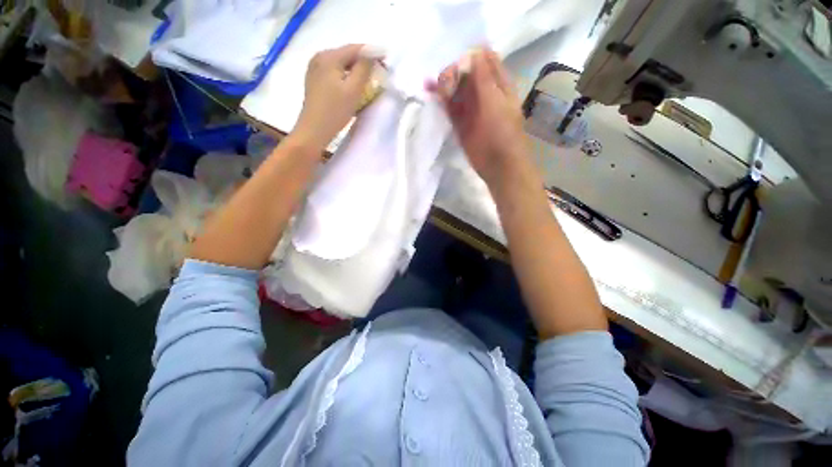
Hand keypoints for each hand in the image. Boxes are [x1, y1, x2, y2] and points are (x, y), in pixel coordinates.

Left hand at [293, 44, 377, 149]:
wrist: (313, 131)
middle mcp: (320, 57)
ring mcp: (315, 69)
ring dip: (356, 70)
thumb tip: (372, 54)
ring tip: (369, 80)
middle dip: (364, 62)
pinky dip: (347, 77)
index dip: (372, 52)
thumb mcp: (353, 90)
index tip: (386, 60)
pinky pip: (335, 73)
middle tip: (380, 72)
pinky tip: (353, 86)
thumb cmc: (335, 112)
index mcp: (329, 57)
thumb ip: (364, 69)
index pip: (355, 48)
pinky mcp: (315, 80)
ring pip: (341, 64)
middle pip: (347, 55)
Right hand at [429, 48, 529, 186]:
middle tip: (444, 81)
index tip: (457, 59)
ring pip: (456, 89)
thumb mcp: (495, 102)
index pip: (484, 59)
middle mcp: (483, 92)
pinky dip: (441, 99)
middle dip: (453, 71)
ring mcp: (470, 108)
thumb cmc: (502, 133)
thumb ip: (483, 78)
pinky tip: (430, 92)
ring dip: (444, 84)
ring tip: (433, 86)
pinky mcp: (460, 122)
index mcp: (498, 83)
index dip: (470, 55)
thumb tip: (473, 52)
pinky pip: (449, 106)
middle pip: (466, 73)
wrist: (498, 165)